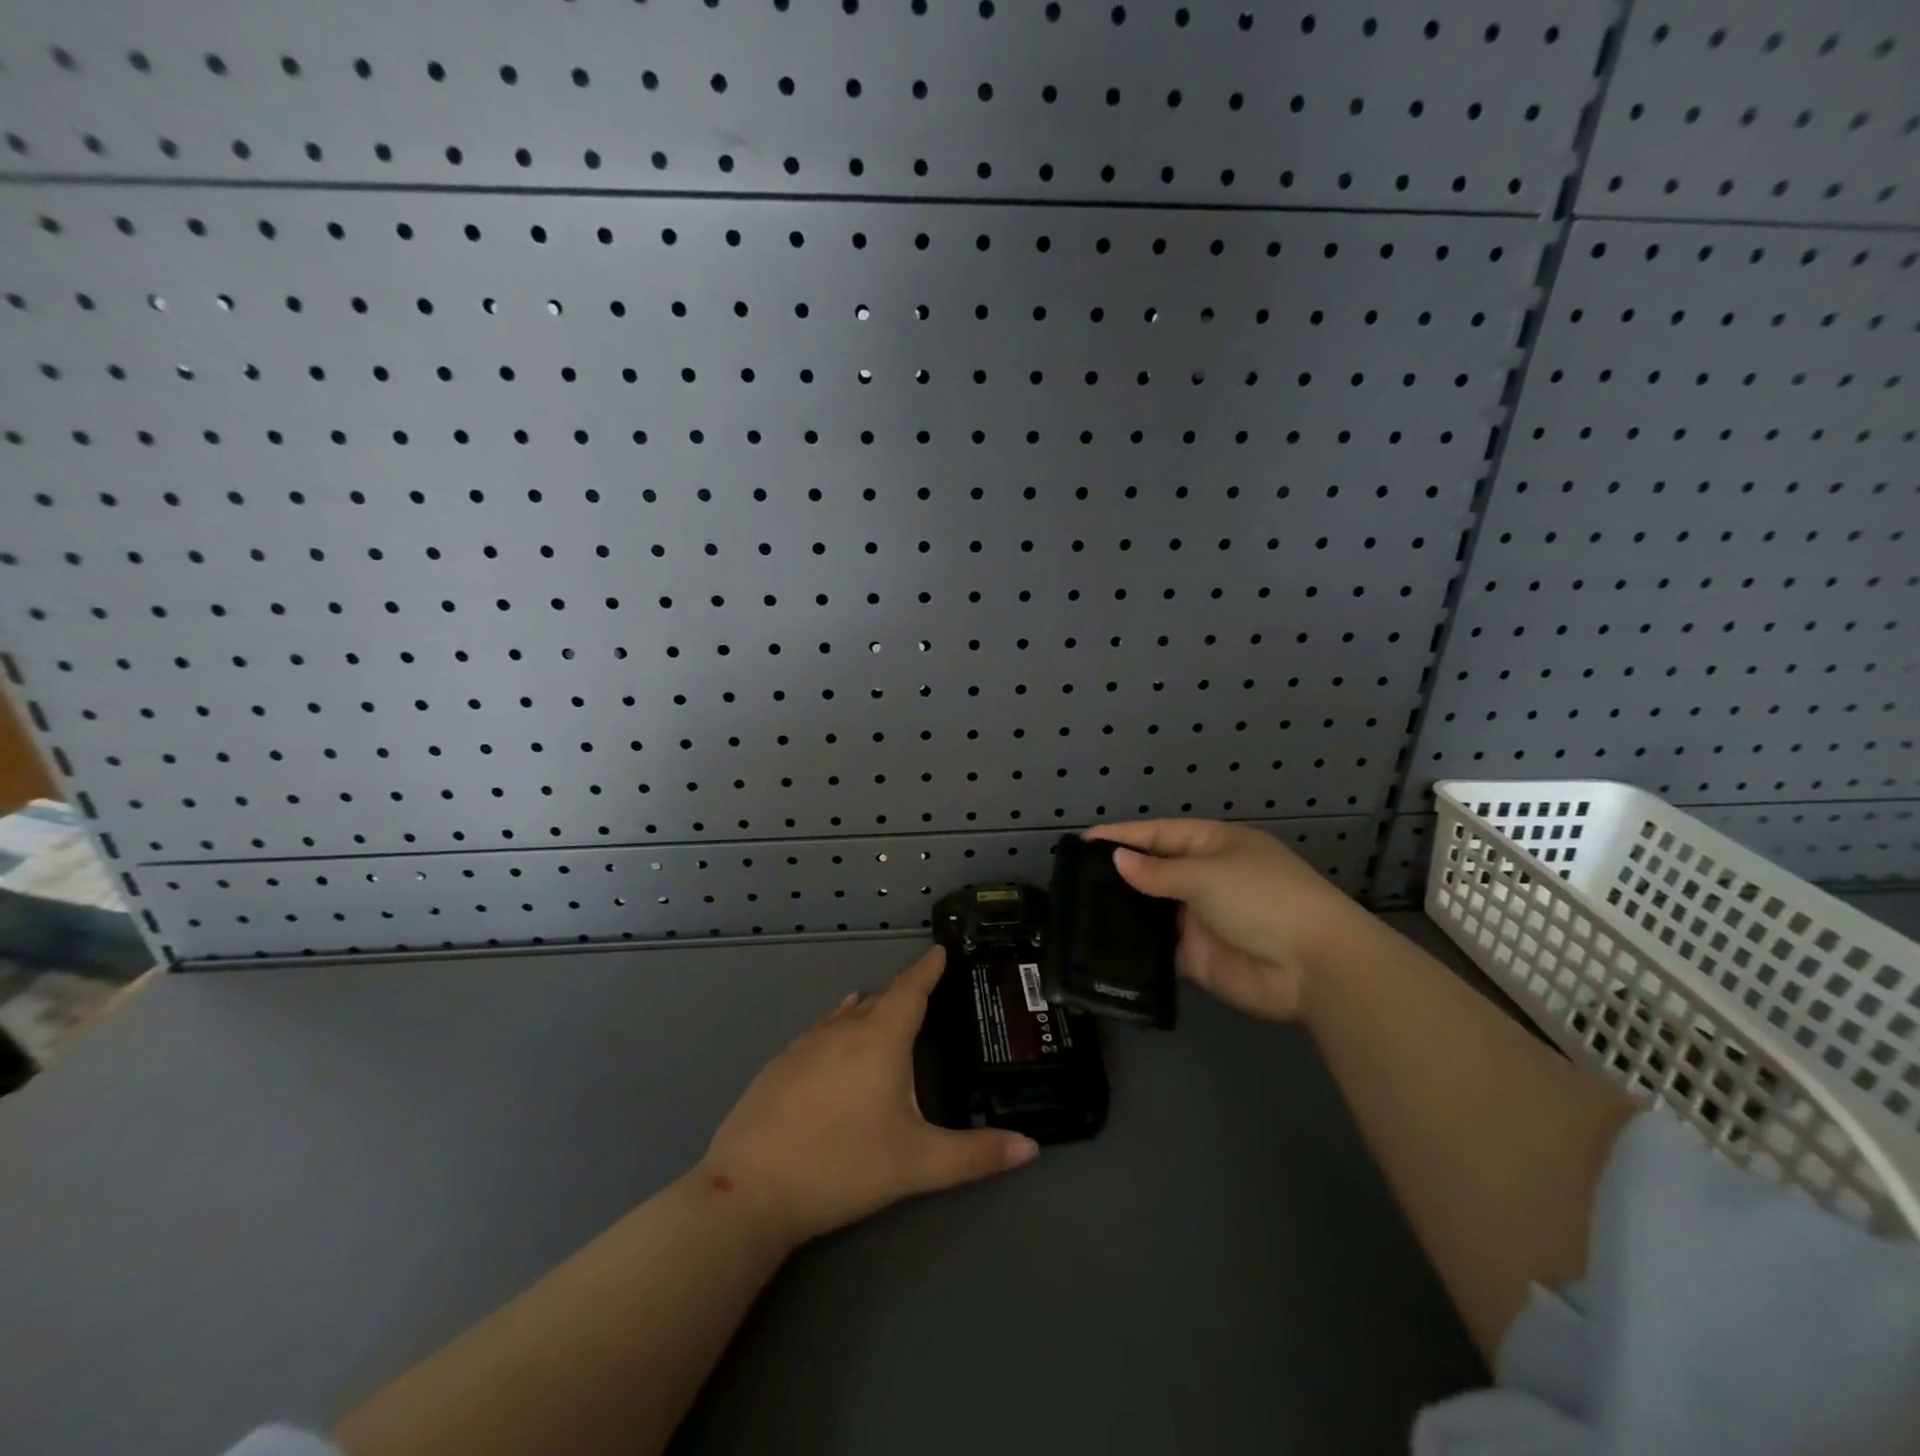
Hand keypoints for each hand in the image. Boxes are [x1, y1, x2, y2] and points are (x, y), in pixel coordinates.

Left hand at [701, 946, 1038, 1245]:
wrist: (749, 1189)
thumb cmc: (842, 1166)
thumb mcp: (917, 1164)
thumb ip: (976, 1155)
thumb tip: (1031, 1147)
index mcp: (880, 1040)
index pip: (910, 990)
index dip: (927, 969)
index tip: (939, 950)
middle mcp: (842, 1030)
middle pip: (879, 1000)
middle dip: (903, 993)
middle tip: (925, 993)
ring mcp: (805, 1045)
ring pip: (846, 1015)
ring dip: (869, 1009)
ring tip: (885, 1008)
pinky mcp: (779, 1065)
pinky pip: (820, 1031)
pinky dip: (838, 1024)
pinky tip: (836, 1030)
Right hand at [1083, 819, 1365, 1020]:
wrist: (1313, 967)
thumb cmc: (1261, 898)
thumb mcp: (1206, 874)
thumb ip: (1157, 872)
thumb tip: (1117, 860)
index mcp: (1213, 845)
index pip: (1158, 835)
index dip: (1122, 836)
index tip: (1082, 841)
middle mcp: (1204, 878)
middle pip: (1153, 872)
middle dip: (1118, 875)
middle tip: (1071, 880)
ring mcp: (1200, 919)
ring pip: (1152, 911)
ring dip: (1123, 912)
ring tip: (1078, 912)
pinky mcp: (1197, 957)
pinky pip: (1158, 948)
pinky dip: (1135, 947)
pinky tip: (1101, 947)